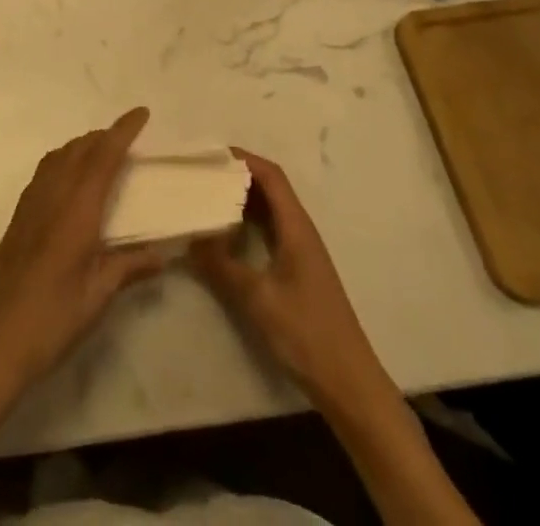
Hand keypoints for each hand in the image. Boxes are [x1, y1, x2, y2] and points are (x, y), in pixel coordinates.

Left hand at [0, 108, 165, 400]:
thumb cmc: (50, 320)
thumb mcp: (97, 297)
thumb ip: (129, 267)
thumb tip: (163, 253)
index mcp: (77, 209)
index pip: (104, 156)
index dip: (123, 131)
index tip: (142, 113)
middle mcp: (53, 195)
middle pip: (80, 148)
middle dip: (105, 135)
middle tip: (130, 139)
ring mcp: (31, 203)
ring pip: (60, 156)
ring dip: (84, 145)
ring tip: (104, 154)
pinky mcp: (19, 216)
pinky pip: (47, 170)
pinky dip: (65, 160)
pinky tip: (72, 181)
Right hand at [190, 149, 387, 414]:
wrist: (349, 383)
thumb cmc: (306, 333)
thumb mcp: (257, 299)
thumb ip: (222, 266)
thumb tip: (190, 237)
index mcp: (296, 226)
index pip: (270, 176)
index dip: (243, 159)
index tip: (210, 155)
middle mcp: (301, 230)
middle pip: (270, 188)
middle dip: (237, 176)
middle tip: (202, 175)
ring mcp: (301, 251)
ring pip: (270, 210)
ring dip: (242, 200)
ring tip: (207, 198)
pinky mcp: (298, 270)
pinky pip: (270, 231)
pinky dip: (248, 224)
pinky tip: (227, 236)